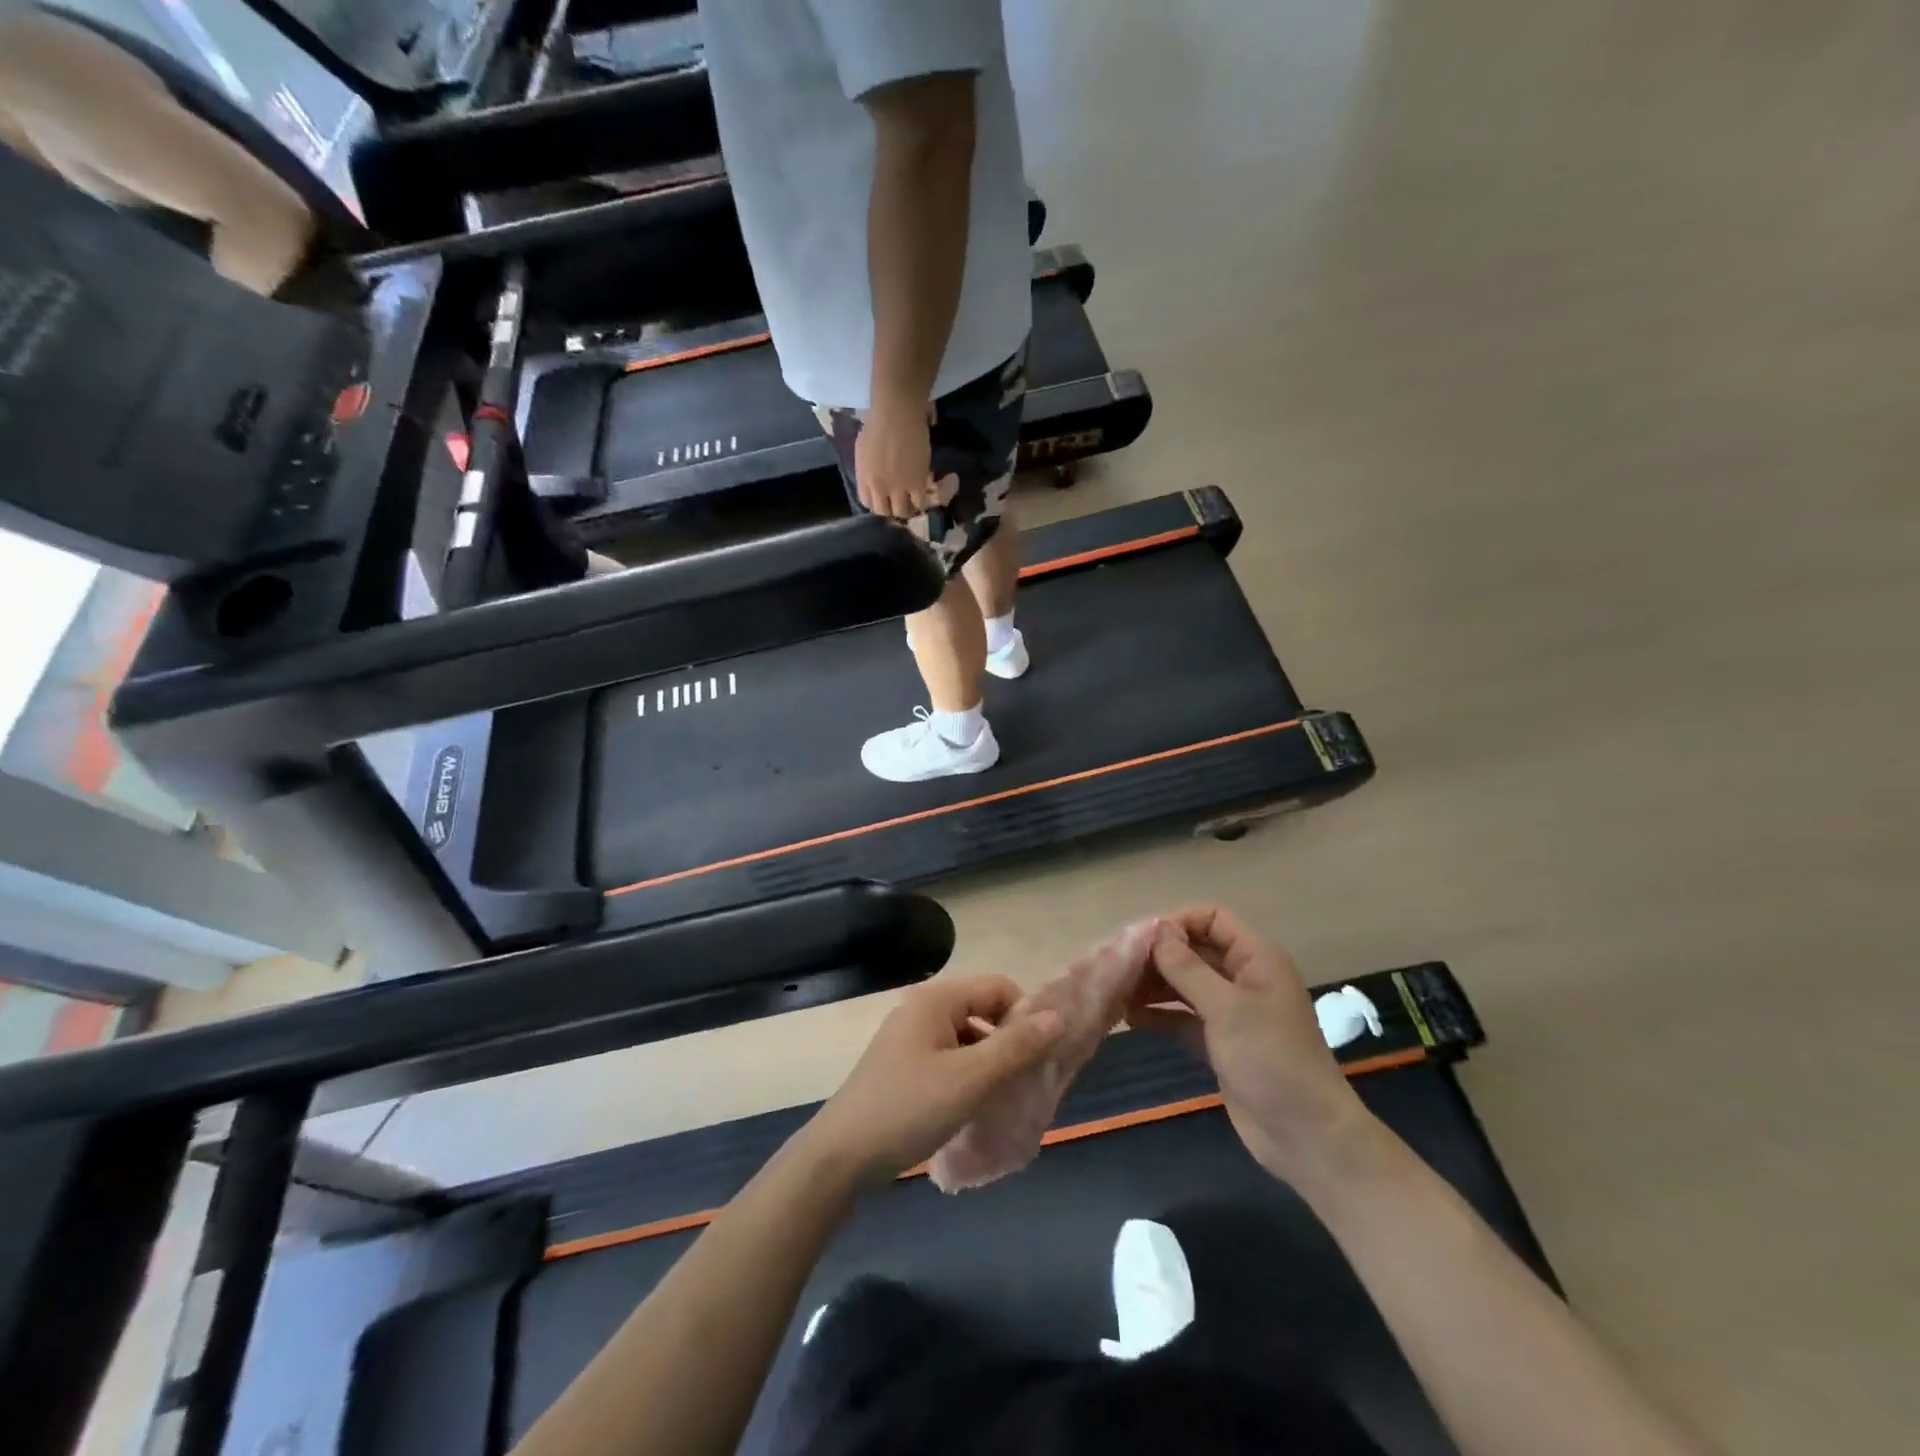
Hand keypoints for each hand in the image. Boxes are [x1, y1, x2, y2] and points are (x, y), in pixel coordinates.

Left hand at [801, 976, 1065, 1186]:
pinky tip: (975, 1109)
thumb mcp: (969, 1079)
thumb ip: (1015, 1046)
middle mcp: (922, 1009)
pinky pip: (950, 1059)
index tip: (1040, 1055)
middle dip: (1009, 1041)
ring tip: (1005, 1100)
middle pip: (983, 1010)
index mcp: (936, 999)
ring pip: (968, 1038)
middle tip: (1026, 1082)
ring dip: (990, 1063)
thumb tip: (1058, 1016)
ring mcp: (910, 1038)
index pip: (998, 987)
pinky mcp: (904, 1066)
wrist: (840, 1156)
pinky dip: (969, 1076)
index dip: (1025, 1015)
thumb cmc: (908, 1109)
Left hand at [855, 397, 952, 519]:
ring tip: (913, 500)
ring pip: (902, 511)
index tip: (884, 498)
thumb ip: (868, 468)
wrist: (897, 412)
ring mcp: (898, 488)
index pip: (868, 503)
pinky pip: (919, 504)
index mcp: (863, 477)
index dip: (877, 502)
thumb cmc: (878, 421)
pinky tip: (924, 493)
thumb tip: (876, 476)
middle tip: (900, 500)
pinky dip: (922, 501)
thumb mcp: (864, 449)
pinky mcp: (917, 484)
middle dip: (891, 507)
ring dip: (908, 507)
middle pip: (884, 511)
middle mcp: (878, 487)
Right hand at [1126, 907, 1369, 1180]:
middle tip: (1118, 968)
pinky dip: (1160, 1015)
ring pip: (1185, 985)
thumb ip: (1187, 968)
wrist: (1306, 1137)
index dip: (1177, 923)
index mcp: (1256, 958)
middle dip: (1158, 956)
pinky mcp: (1220, 1042)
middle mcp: (1243, 978)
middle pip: (1194, 951)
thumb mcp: (1227, 1009)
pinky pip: (1183, 1017)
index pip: (1211, 919)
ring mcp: (1231, 1012)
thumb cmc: (1271, 1060)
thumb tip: (1155, 931)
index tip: (1142, 942)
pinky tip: (1129, 1018)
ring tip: (1116, 992)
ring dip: (1153, 985)